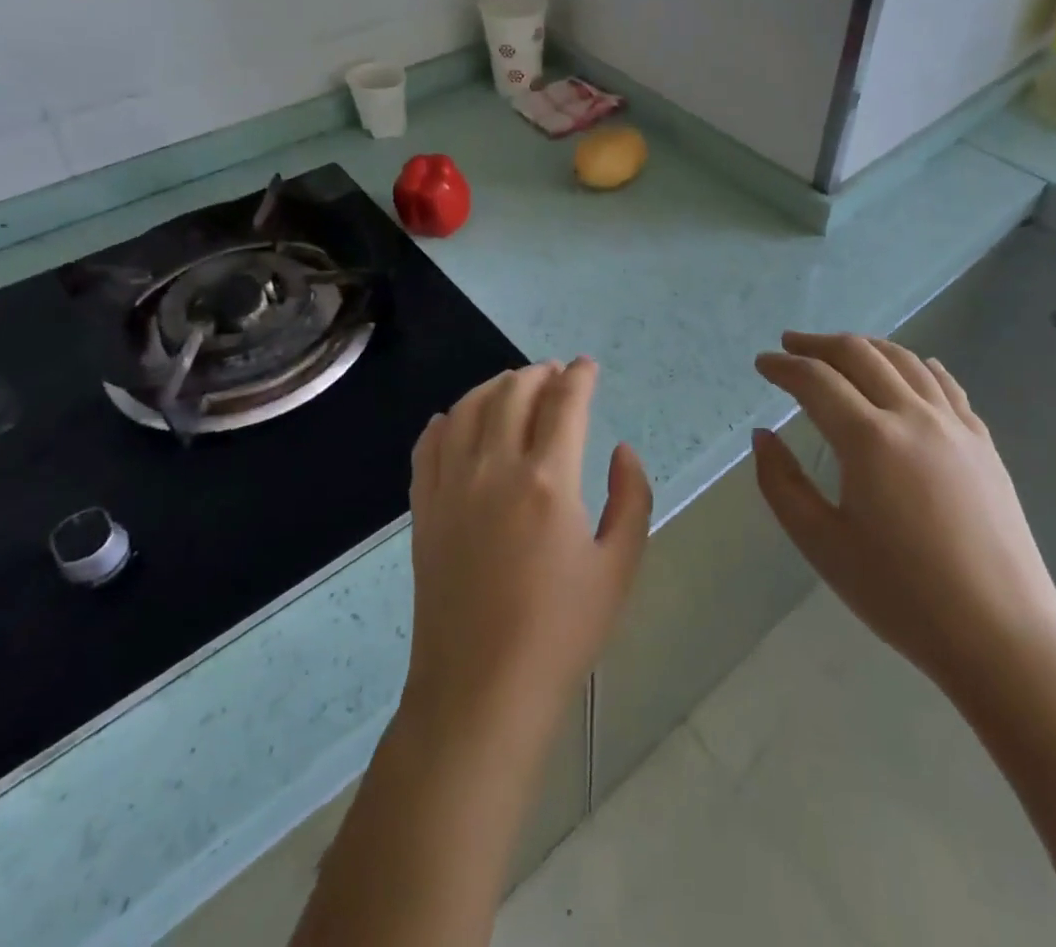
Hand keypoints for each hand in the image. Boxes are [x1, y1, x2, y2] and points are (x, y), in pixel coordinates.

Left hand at [403, 358, 652, 737]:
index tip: (587, 366)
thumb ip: (631, 497)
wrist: (480, 690)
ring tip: (513, 386)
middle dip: (539, 373)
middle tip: (555, 374)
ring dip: (494, 386)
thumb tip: (621, 450)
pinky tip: (455, 419)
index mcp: (549, 480)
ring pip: (467, 408)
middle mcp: (495, 468)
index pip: (564, 402)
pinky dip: (445, 420)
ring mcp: (452, 486)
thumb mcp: (619, 567)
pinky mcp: (424, 509)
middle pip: (513, 393)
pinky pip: (429, 445)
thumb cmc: (561, 632)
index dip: (579, 376)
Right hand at [753, 332, 1055, 705]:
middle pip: (860, 355)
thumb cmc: (901, 595)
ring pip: (905, 360)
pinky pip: (945, 384)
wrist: (1001, 634)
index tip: (762, 364)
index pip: (816, 381)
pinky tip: (910, 367)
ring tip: (840, 351)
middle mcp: (912, 416)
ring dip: (865, 346)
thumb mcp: (822, 545)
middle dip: (819, 344)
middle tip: (790, 345)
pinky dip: (916, 365)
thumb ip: (781, 484)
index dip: (784, 367)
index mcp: (869, 440)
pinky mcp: (982, 443)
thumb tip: (763, 436)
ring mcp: (954, 426)